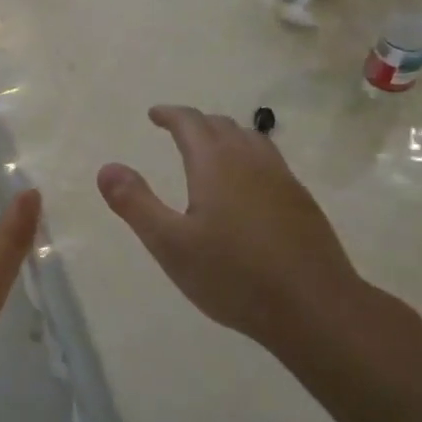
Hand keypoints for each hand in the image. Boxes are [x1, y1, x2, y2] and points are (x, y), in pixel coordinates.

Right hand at [97, 105, 364, 347]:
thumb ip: (136, 203)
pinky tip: (246, 184)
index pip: (190, 123)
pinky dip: (248, 156)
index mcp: (215, 164)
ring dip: (225, 135)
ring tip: (210, 149)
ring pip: (250, 139)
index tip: (154, 114)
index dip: (170, 114)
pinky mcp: (301, 201)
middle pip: (222, 125)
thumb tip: (107, 168)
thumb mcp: (170, 244)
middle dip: (196, 123)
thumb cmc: (233, 276)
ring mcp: (282, 179)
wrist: (314, 307)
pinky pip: (269, 160)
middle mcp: (250, 161)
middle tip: (176, 130)